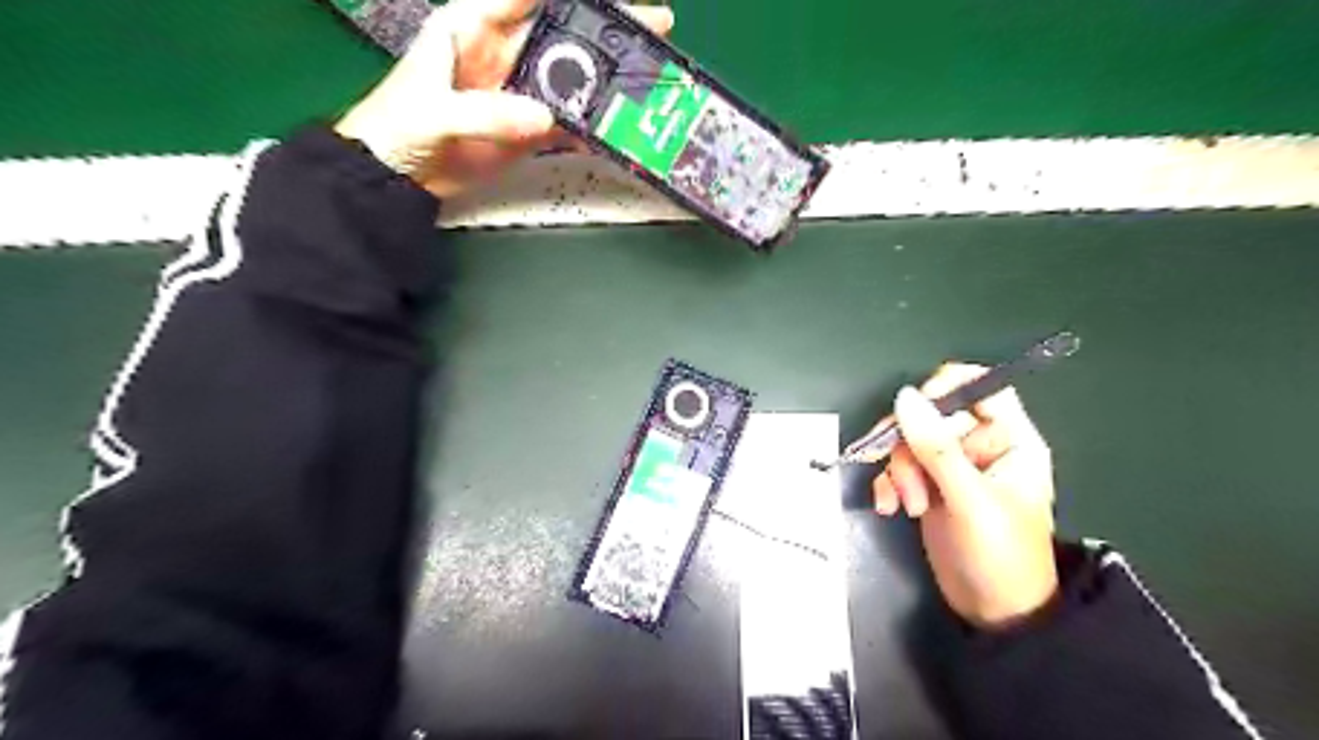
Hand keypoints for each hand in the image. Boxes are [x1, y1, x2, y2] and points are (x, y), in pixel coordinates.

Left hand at [334, 0, 672, 199]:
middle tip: (654, 25)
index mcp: (474, 26)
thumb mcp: (435, 112)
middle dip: (607, 28)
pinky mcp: (531, 128)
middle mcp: (506, 52)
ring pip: (574, 78)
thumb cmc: (398, 127)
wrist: (398, 176)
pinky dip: (593, 126)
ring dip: (609, 79)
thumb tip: (544, 117)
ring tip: (648, 76)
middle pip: (565, 32)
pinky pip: (569, 122)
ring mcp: (523, 92)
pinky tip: (619, 125)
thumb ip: (486, 112)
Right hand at [875, 363, 1058, 628]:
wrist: (992, 613)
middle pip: (931, 415)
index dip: (945, 388)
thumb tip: (904, 396)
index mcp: (1010, 439)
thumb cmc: (1000, 555)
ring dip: (898, 471)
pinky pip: (898, 466)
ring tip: (906, 505)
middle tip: (909, 481)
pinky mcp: (928, 484)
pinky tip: (888, 507)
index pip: (980, 387)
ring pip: (909, 441)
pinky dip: (888, 484)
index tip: (913, 409)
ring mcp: (952, 466)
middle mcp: (980, 446)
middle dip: (911, 447)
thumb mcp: (969, 500)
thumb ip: (936, 448)